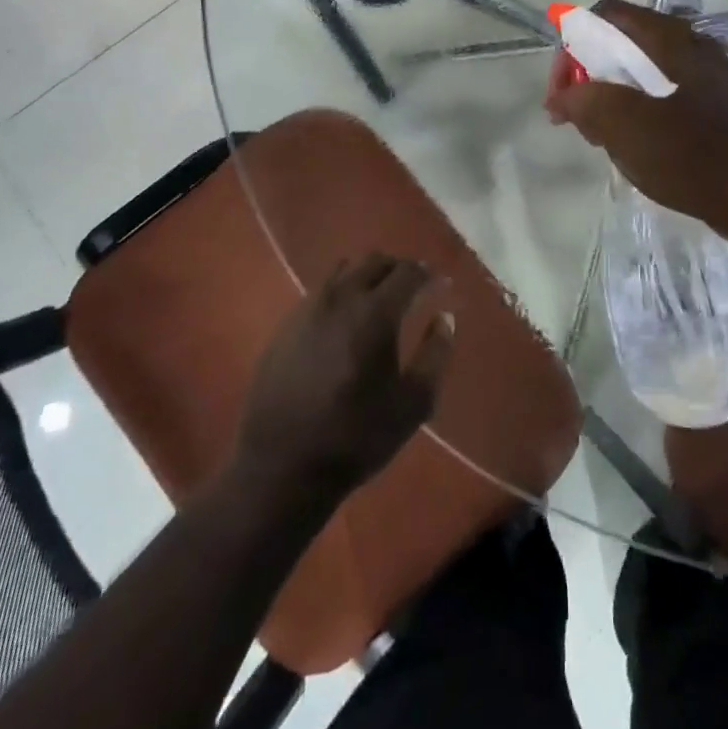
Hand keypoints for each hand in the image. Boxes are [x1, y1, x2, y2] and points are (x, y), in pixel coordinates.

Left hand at [236, 254, 454, 506]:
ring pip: (343, 271)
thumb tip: (446, 317)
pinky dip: (340, 292)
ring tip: (378, 297)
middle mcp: (340, 299)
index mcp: (374, 314)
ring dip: (366, 275)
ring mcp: (307, 309)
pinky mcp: (285, 325)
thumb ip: (435, 354)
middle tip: (413, 286)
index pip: (407, 273)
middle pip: (373, 262)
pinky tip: (344, 319)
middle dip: (397, 268)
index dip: (426, 273)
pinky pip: (319, 292)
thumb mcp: (412, 404)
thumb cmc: (356, 436)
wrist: (282, 467)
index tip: (439, 282)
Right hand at [545, 0, 727, 234]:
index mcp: (668, 37)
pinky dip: (634, 109)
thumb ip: (582, 100)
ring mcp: (702, 74)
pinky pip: (659, 93)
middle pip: (620, 43)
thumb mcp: (621, 123)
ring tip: (598, 136)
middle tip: (575, 116)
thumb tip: (563, 97)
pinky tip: (629, 144)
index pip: (604, 15)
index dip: (571, 44)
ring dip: (609, 96)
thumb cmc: (686, 153)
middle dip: (588, 76)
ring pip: (638, 71)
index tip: (562, 90)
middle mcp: (688, 44)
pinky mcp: (710, 103)